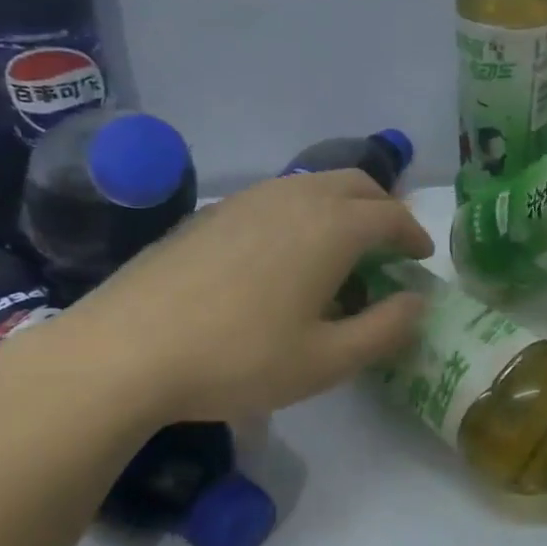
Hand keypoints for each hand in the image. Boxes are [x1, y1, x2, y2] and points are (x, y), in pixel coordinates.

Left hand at [11, 170, 431, 427]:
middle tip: (391, 245)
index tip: (422, 258)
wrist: (124, 351)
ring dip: (343, 207)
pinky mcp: (212, 212)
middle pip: (356, 184)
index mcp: (332, 227)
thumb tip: (416, 302)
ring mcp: (248, 199)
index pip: (391, 216)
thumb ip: (385, 329)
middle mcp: (295, 198)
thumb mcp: (327, 361)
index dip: (415, 235)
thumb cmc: (238, 359)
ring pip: (314, 185)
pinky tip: (286, 255)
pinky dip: (304, 213)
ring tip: (342, 250)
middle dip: (384, 208)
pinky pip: (278, 197)